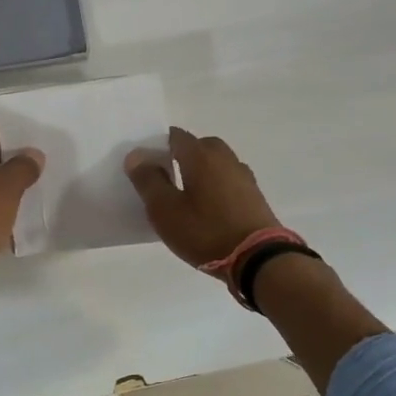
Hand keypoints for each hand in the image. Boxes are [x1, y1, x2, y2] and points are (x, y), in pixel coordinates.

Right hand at [125, 127, 281, 270]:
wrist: (259, 260)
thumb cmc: (206, 232)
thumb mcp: (165, 210)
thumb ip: (148, 180)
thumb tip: (136, 155)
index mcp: (201, 156)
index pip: (176, 136)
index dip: (158, 145)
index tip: (146, 164)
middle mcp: (225, 158)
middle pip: (200, 146)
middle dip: (182, 156)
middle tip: (166, 178)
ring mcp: (244, 176)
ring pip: (216, 163)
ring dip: (201, 171)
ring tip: (186, 195)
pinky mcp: (254, 196)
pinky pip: (228, 180)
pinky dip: (216, 186)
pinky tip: (209, 208)